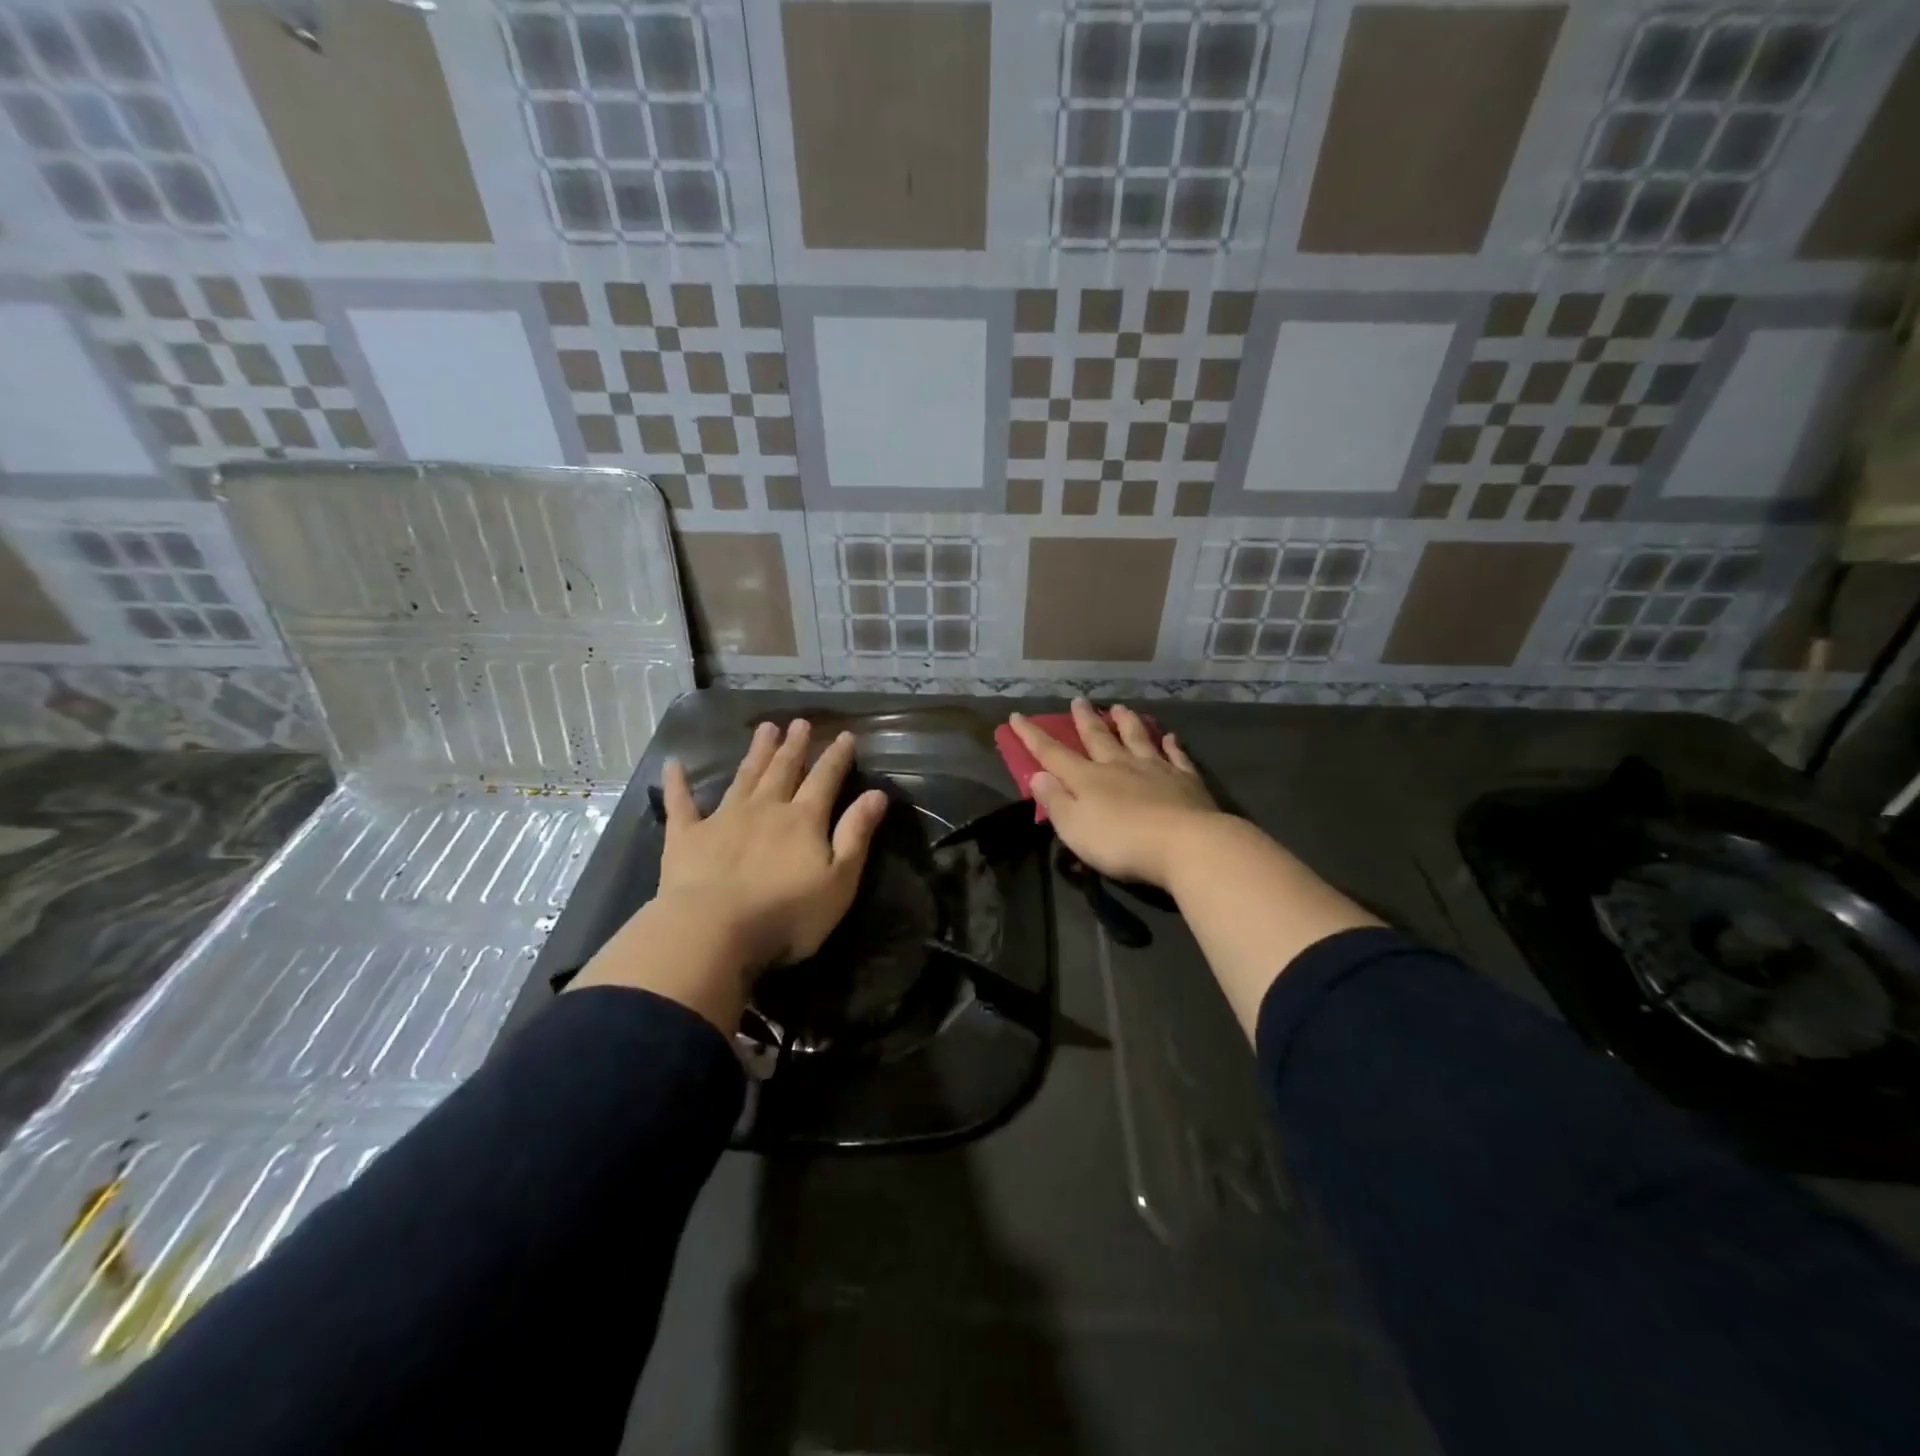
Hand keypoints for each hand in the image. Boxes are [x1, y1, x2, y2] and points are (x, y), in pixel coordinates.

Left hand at [569, 720, 889, 1030]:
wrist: (713, 931)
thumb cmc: (786, 914)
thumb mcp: (838, 881)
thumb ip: (856, 835)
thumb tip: (877, 794)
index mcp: (803, 820)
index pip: (825, 780)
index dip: (836, 758)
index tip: (844, 735)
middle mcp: (765, 808)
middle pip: (783, 770)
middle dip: (794, 746)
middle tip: (799, 722)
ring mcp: (723, 818)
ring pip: (744, 777)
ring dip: (756, 752)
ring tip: (765, 728)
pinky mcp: (686, 836)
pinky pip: (681, 803)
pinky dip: (677, 783)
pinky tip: (674, 764)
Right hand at [1009, 699, 1222, 890]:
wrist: (1186, 844)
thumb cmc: (1121, 842)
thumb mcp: (1075, 828)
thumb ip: (1055, 801)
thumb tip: (1038, 775)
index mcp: (1088, 779)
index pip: (1053, 754)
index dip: (1032, 736)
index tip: (1017, 716)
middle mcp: (1119, 766)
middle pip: (1098, 738)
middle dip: (1084, 720)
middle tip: (1078, 700)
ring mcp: (1155, 770)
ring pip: (1137, 738)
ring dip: (1126, 722)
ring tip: (1118, 707)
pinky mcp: (1186, 781)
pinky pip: (1176, 757)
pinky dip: (1172, 745)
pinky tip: (1170, 737)